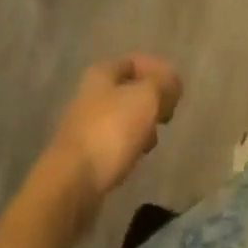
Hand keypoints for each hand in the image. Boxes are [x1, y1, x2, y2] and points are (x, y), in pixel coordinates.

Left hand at [46, 55, 183, 200]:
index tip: (176, 91)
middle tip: (166, 116)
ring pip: (121, 118)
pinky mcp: (83, 158)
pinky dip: (127, 147)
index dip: (158, 71)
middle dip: (150, 101)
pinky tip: (134, 159)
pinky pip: (112, 143)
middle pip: (128, 90)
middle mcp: (90, 94)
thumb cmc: (110, 131)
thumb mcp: (146, 98)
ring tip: (152, 142)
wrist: (71, 185)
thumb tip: (174, 82)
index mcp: (102, 72)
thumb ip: (163, 84)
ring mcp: (84, 126)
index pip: (135, 62)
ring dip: (140, 126)